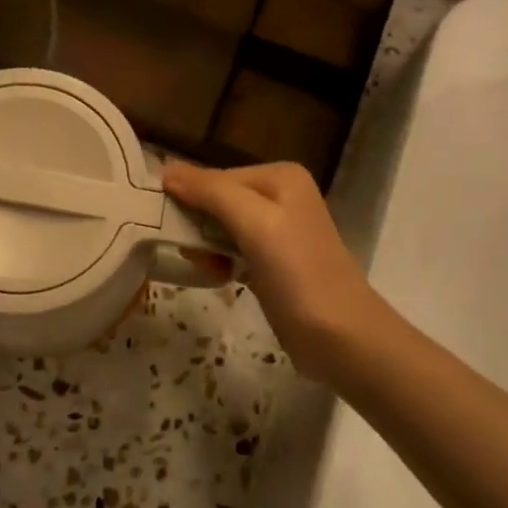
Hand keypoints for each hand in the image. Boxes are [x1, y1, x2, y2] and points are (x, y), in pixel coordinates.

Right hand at [161, 160, 378, 356]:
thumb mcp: (254, 222)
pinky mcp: (273, 262)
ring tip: (207, 269)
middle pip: (217, 200)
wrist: (341, 338)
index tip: (165, 226)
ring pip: (221, 227)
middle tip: (189, 252)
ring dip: (205, 247)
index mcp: (280, 177)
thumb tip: (166, 169)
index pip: (215, 177)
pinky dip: (219, 261)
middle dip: (198, 225)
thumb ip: (211, 191)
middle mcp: (281, 196)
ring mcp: (278, 230)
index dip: (189, 198)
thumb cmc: (298, 274)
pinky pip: (232, 250)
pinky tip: (219, 278)